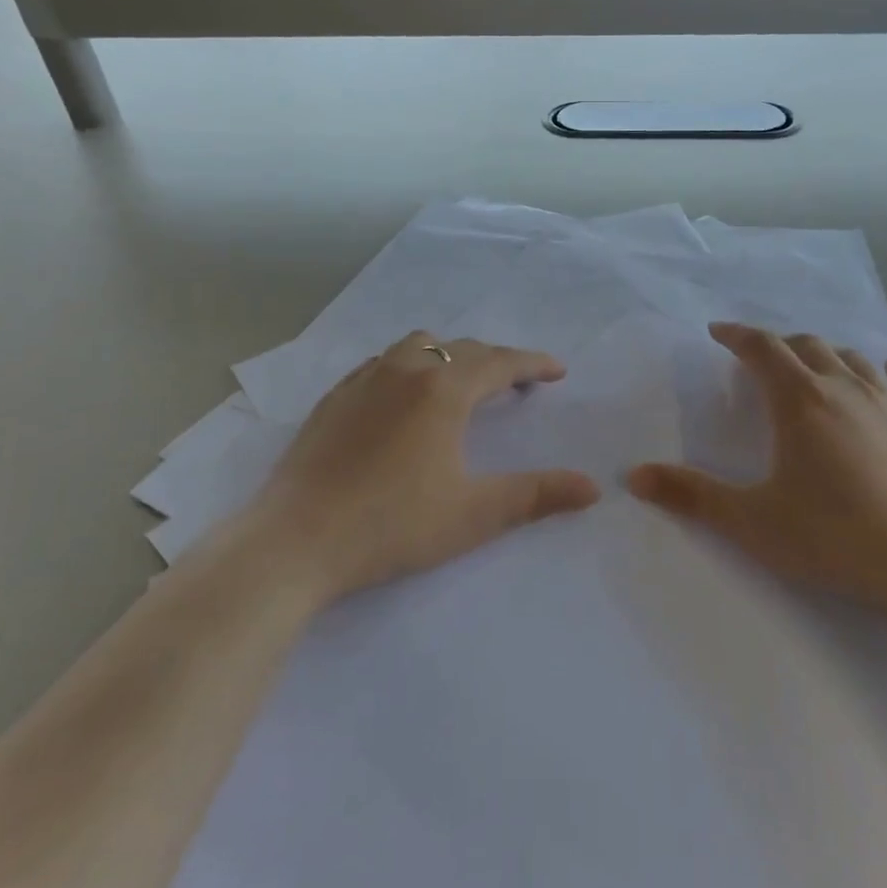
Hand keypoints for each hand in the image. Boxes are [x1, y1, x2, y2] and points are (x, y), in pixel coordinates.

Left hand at [253, 331, 600, 602]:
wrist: (294, 541)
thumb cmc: (392, 525)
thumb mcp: (474, 514)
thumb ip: (536, 495)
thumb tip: (592, 487)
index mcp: (442, 390)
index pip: (500, 363)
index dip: (533, 364)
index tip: (557, 371)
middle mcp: (404, 371)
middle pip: (461, 349)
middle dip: (496, 361)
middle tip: (518, 384)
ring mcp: (363, 381)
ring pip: (417, 346)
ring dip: (450, 356)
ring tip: (462, 383)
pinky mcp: (333, 399)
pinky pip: (383, 363)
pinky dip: (410, 366)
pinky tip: (404, 398)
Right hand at [627, 323, 886, 610]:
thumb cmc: (834, 538)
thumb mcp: (751, 521)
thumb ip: (691, 496)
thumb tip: (634, 475)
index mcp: (799, 402)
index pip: (762, 349)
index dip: (737, 335)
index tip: (718, 332)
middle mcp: (845, 390)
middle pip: (808, 347)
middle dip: (779, 345)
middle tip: (762, 358)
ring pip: (854, 360)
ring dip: (828, 355)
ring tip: (815, 366)